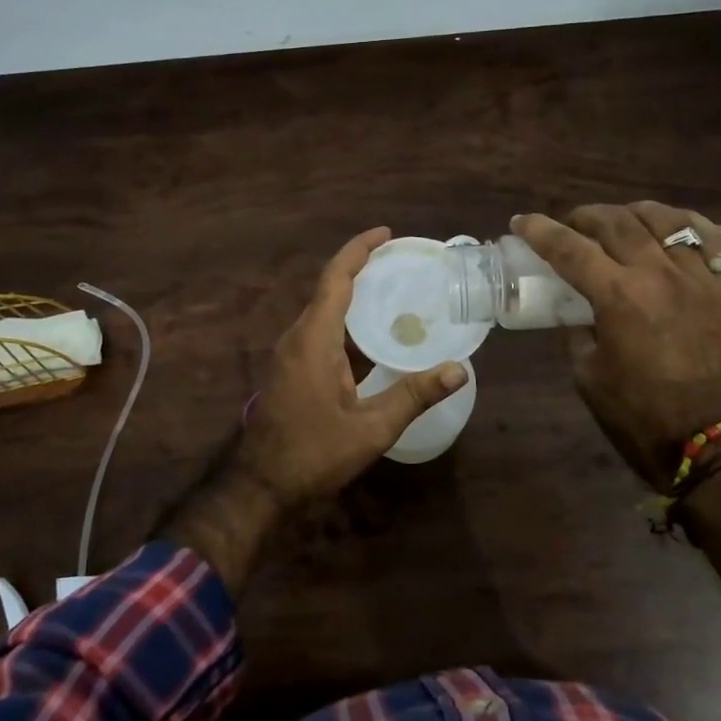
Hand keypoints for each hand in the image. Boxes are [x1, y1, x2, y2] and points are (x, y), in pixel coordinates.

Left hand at [235, 227, 468, 507]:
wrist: (262, 486)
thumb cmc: (314, 454)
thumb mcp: (370, 428)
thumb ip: (413, 395)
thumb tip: (459, 370)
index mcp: (313, 339)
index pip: (335, 278)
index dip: (359, 250)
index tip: (386, 233)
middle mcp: (298, 337)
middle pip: (329, 288)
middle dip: (362, 268)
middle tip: (403, 262)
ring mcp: (291, 354)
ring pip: (324, 311)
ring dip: (355, 296)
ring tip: (396, 290)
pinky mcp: (292, 370)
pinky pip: (321, 332)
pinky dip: (348, 322)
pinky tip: (375, 335)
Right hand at [513, 203, 720, 490]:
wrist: (709, 443)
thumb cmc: (638, 415)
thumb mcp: (587, 373)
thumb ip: (578, 329)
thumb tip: (578, 307)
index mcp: (618, 298)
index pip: (569, 248)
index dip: (540, 231)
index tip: (522, 222)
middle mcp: (659, 275)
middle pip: (615, 222)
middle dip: (583, 217)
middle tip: (569, 226)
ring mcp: (699, 277)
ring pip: (663, 219)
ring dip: (630, 214)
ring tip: (617, 222)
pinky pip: (708, 237)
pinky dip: (683, 223)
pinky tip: (667, 227)